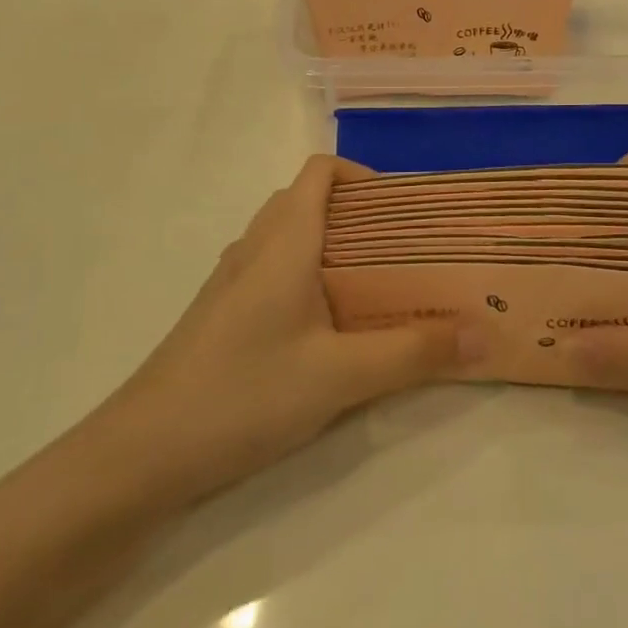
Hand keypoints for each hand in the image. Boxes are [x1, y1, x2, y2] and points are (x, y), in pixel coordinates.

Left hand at [110, 155, 472, 500]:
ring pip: (290, 238)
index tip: (407, 210)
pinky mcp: (222, 315)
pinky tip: (331, 328)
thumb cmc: (243, 394)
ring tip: (380, 285)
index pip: (321, 171)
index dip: (365, 176)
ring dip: (334, 247)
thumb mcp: (341, 376)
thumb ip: (415, 353)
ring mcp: (232, 282)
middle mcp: (255, 247)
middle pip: (310, 201)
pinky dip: (309, 277)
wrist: (140, 456)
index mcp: (284, 239)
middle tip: (408, 250)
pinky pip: (275, 271)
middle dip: (361, 215)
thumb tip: (487, 332)